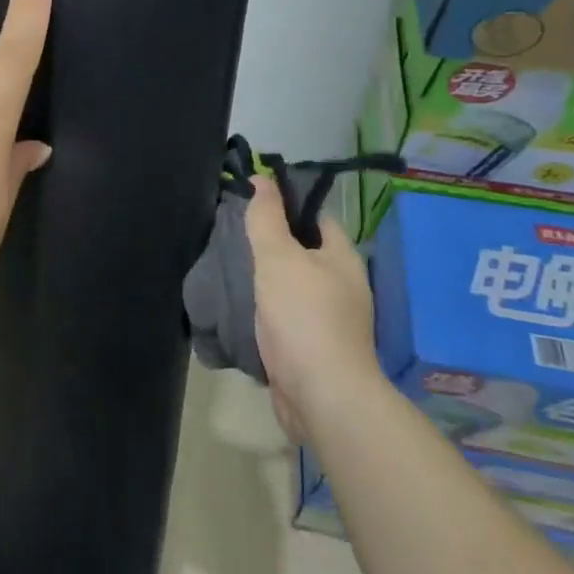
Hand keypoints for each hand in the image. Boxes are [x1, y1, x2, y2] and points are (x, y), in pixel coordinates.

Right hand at [246, 175, 377, 438]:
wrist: (321, 394)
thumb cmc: (303, 316)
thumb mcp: (278, 257)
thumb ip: (267, 219)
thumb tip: (263, 179)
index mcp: (343, 258)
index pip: (317, 217)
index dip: (288, 205)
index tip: (252, 201)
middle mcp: (343, 286)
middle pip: (304, 252)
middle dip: (272, 243)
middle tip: (233, 234)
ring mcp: (331, 320)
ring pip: (293, 286)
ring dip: (267, 279)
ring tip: (230, 267)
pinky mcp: (314, 348)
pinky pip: (287, 317)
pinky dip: (267, 310)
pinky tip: (242, 307)